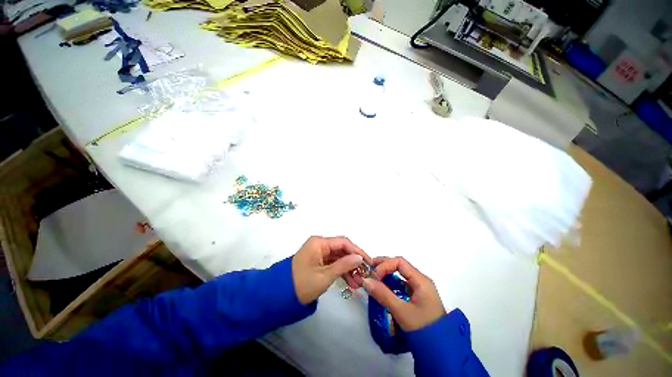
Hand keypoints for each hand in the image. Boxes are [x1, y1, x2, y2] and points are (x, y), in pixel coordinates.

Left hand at [292, 236, 371, 304]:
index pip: (344, 243)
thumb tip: (360, 257)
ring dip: (350, 270)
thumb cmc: (304, 283)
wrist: (282, 295)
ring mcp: (317, 255)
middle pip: (342, 251)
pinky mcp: (316, 264)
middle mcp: (318, 246)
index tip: (369, 263)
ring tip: (359, 284)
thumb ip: (344, 265)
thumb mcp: (326, 275)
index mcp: (318, 243)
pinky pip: (333, 265)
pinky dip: (342, 273)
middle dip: (354, 263)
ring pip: (339, 259)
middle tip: (365, 276)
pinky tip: (351, 284)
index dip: (358, 252)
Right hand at [363, 257, 445, 331]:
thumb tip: (366, 281)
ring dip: (385, 277)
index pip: (400, 262)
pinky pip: (402, 286)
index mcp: (421, 280)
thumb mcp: (401, 310)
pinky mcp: (417, 298)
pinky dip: (390, 286)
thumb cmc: (421, 324)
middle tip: (366, 272)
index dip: (384, 266)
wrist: (437, 340)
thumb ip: (383, 295)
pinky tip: (381, 291)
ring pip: (401, 277)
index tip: (372, 277)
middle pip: (401, 267)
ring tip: (371, 282)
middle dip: (383, 267)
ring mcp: (420, 290)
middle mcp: (421, 281)